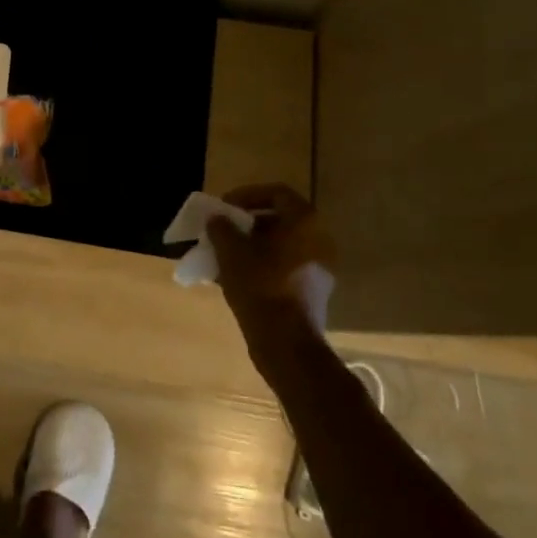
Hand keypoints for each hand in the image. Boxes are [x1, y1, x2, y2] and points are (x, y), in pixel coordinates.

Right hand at [209, 184, 334, 364]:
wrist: (287, 344)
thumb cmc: (260, 287)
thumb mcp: (231, 252)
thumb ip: (222, 228)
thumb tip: (217, 219)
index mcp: (304, 223)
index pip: (277, 193)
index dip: (247, 194)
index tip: (224, 208)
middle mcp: (319, 240)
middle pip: (279, 219)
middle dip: (247, 223)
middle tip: (222, 231)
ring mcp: (319, 268)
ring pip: (280, 246)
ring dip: (252, 246)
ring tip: (224, 255)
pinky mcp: (313, 291)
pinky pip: (284, 266)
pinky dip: (262, 265)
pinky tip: (237, 278)